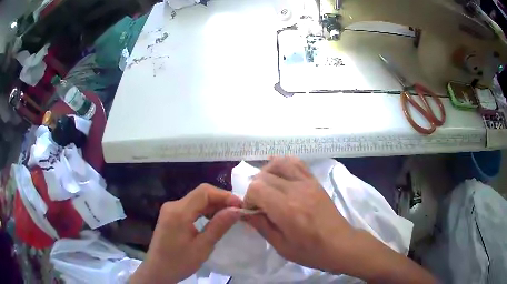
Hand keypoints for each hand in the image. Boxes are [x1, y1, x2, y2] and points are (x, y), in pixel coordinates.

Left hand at [129, 184, 241, 283]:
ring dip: (213, 206)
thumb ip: (219, 226)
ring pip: (196, 200)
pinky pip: (190, 207)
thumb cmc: (179, 262)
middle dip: (221, 200)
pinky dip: (204, 211)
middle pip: (200, 194)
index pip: (204, 192)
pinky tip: (212, 220)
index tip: (240, 206)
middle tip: (237, 212)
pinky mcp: (170, 215)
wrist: (157, 271)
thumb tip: (237, 210)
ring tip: (228, 217)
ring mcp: (170, 209)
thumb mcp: (202, 247)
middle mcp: (173, 205)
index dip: (225, 196)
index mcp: (179, 212)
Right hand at [242, 157, 355, 272]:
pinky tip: (280, 174)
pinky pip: (297, 163)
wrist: (340, 244)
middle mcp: (296, 190)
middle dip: (255, 188)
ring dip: (268, 173)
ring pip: (280, 163)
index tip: (253, 212)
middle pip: (264, 175)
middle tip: (260, 204)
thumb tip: (243, 212)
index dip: (248, 199)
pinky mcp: (315, 182)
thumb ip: (261, 225)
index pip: (256, 188)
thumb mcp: (281, 245)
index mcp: (286, 209)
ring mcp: (308, 183)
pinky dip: (284, 164)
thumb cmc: (310, 251)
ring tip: (268, 187)